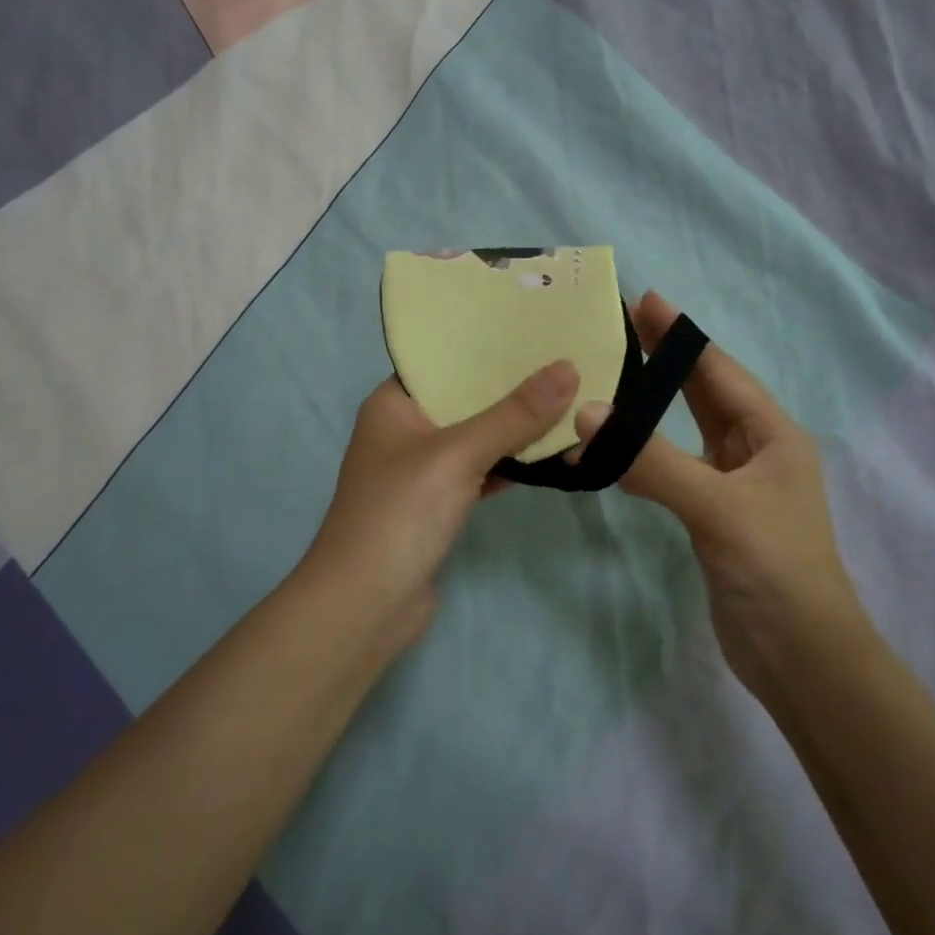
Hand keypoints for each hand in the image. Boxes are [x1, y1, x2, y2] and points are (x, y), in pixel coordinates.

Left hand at [304, 361, 580, 635]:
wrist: (366, 606)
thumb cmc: (401, 513)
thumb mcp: (459, 454)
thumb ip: (514, 415)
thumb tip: (569, 368)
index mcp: (393, 404)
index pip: (442, 360)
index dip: (485, 345)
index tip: (533, 328)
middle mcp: (404, 431)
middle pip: (464, 399)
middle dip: (510, 387)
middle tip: (564, 361)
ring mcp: (420, 471)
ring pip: (475, 437)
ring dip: (514, 428)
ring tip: (567, 398)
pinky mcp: (437, 505)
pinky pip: (479, 472)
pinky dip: (508, 465)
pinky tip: (549, 454)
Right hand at [572, 292, 867, 696]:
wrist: (801, 658)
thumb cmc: (775, 569)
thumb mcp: (716, 506)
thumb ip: (652, 460)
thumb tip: (589, 413)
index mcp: (773, 436)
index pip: (720, 372)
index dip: (683, 336)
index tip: (646, 299)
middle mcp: (756, 452)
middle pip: (705, 393)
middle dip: (667, 359)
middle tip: (623, 324)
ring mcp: (734, 485)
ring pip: (687, 431)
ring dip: (653, 405)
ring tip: (612, 375)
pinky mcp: (713, 516)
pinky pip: (674, 468)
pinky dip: (645, 453)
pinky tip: (614, 448)